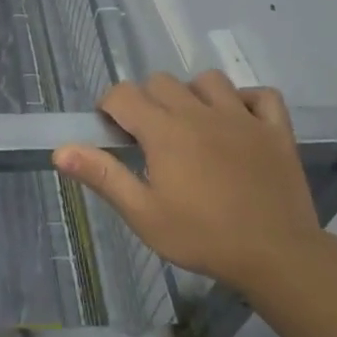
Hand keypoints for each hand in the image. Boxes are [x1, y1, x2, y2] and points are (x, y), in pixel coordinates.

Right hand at [54, 71, 322, 292]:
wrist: (277, 256)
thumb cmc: (201, 237)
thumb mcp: (142, 214)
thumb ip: (102, 175)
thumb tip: (60, 150)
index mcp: (164, 131)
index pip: (123, 94)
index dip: (109, 107)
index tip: (112, 132)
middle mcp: (200, 113)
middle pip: (161, 81)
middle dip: (146, 100)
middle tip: (148, 137)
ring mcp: (242, 117)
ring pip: (208, 80)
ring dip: (193, 94)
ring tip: (192, 125)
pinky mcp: (276, 130)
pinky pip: (261, 95)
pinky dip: (247, 100)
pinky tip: (238, 121)